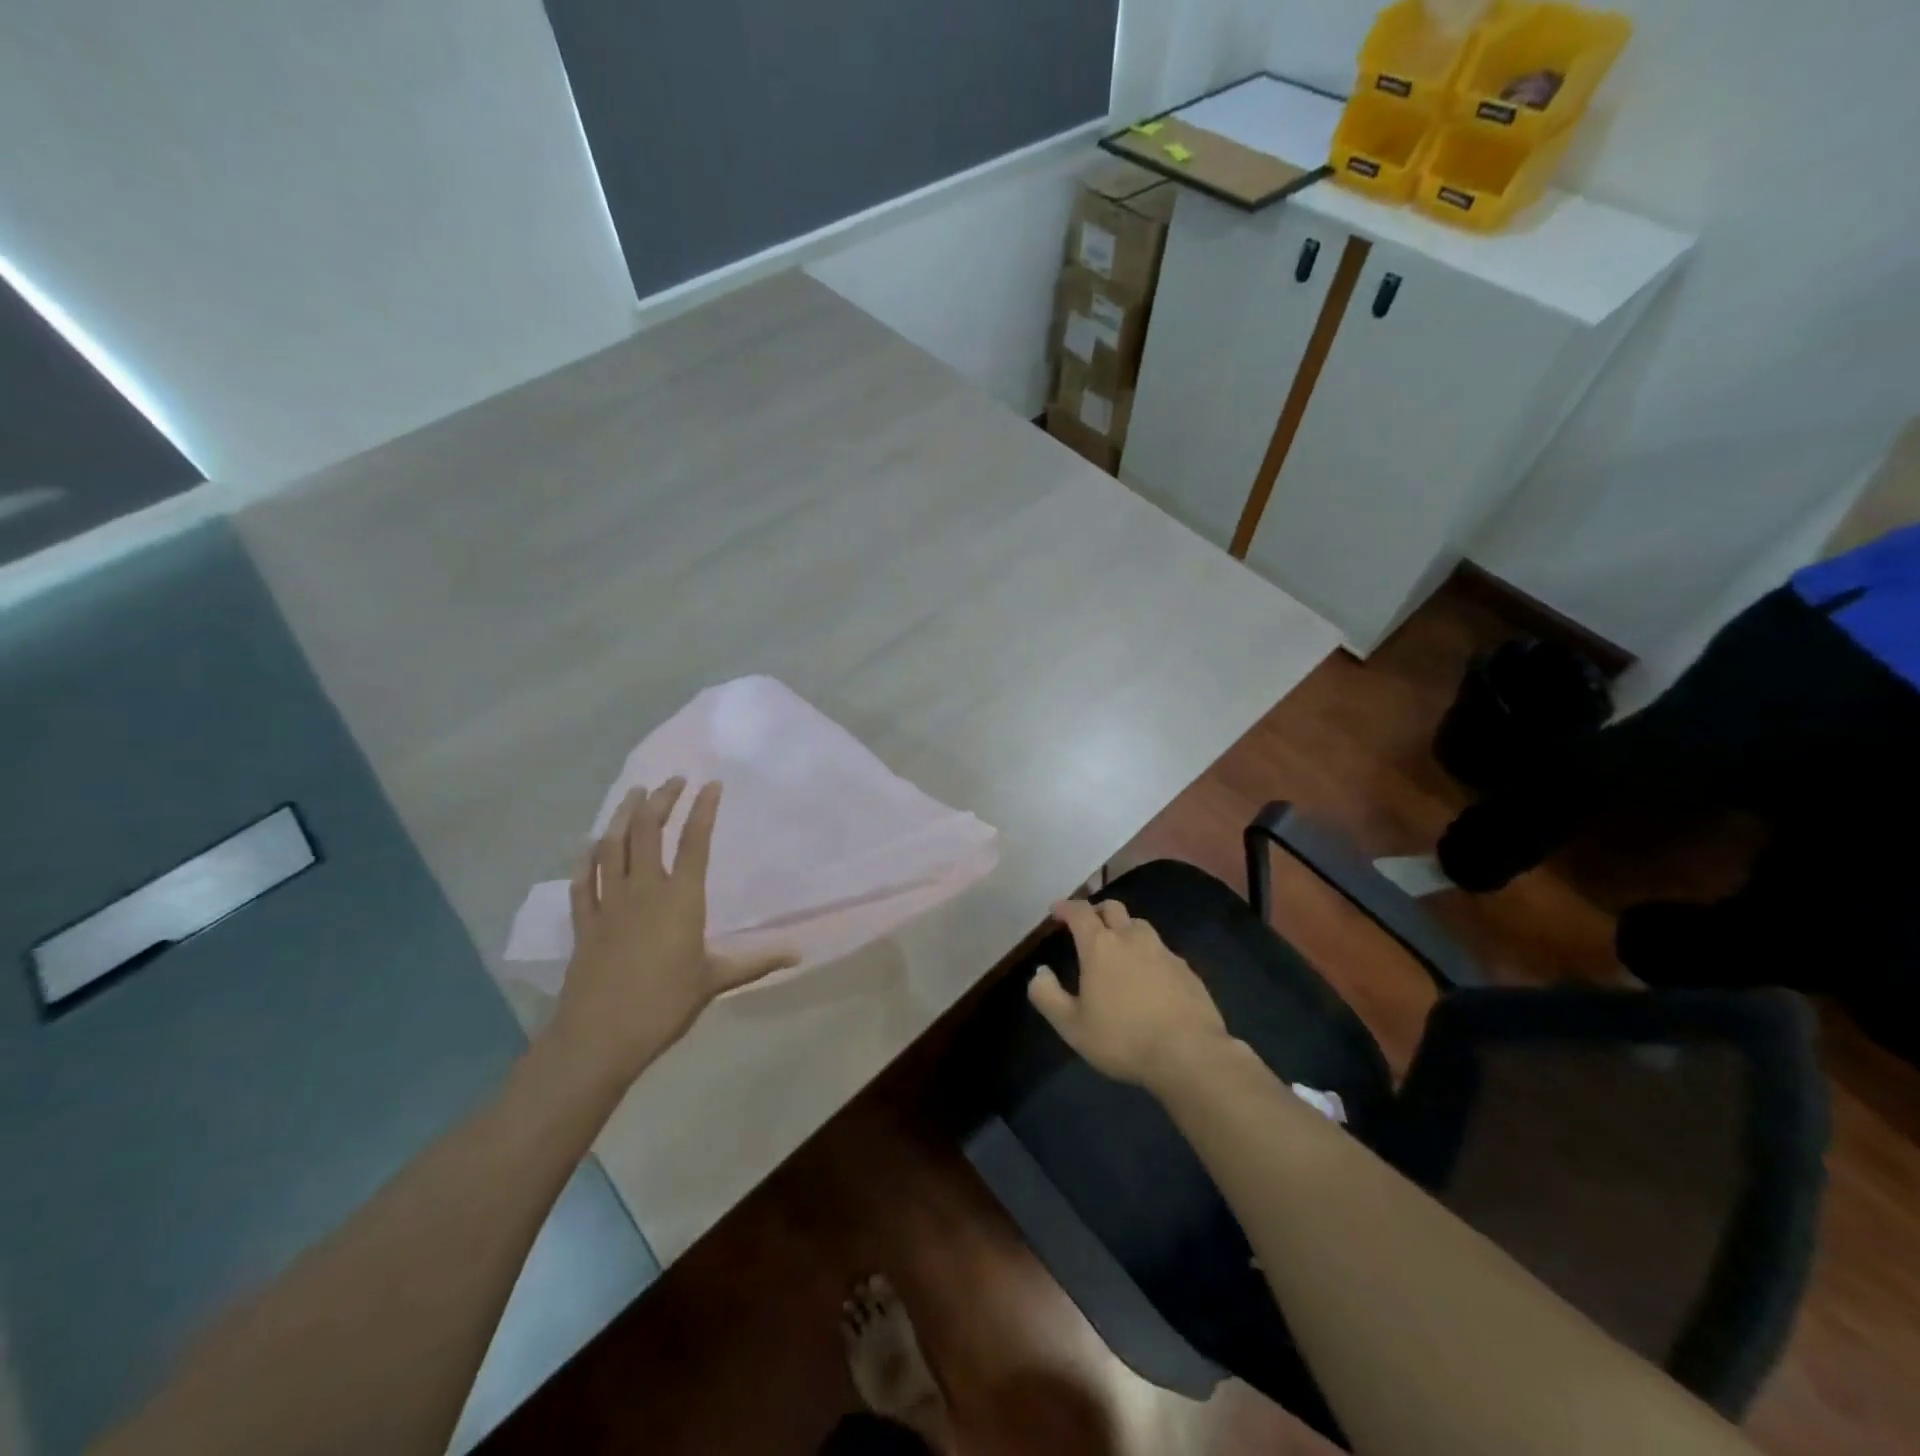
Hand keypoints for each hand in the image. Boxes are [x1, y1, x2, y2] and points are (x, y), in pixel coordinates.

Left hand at [549, 778, 794, 1083]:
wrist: (600, 1036)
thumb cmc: (665, 1004)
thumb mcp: (715, 980)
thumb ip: (755, 962)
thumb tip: (799, 954)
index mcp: (681, 899)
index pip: (694, 842)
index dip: (703, 809)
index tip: (710, 784)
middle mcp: (644, 890)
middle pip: (649, 832)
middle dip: (661, 800)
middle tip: (671, 781)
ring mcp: (610, 903)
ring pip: (613, 847)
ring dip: (623, 816)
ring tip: (634, 794)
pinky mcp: (584, 922)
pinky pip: (584, 880)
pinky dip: (587, 858)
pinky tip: (591, 843)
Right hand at [1027, 898, 1231, 1090]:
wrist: (1189, 1054)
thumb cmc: (1123, 1038)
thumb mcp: (1072, 1026)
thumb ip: (1047, 996)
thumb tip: (1040, 973)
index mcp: (1100, 946)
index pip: (1080, 912)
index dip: (1066, 907)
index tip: (1057, 910)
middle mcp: (1132, 938)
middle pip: (1113, 908)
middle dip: (1097, 911)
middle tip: (1087, 927)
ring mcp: (1163, 951)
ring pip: (1140, 926)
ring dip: (1124, 929)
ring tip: (1118, 950)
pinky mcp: (1186, 969)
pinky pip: (1161, 951)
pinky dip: (1148, 954)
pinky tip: (1148, 977)